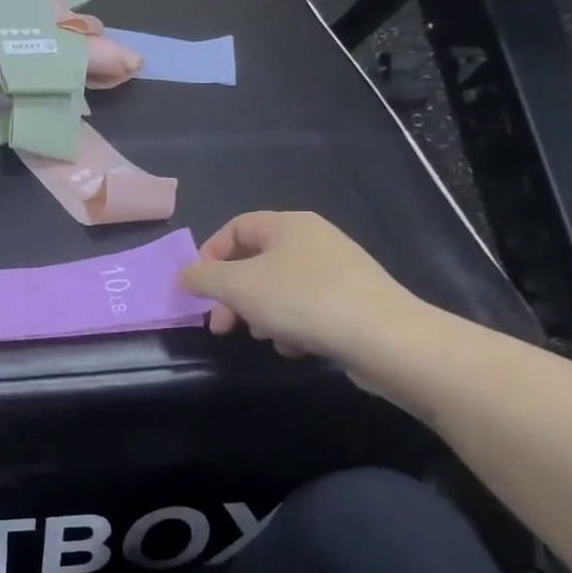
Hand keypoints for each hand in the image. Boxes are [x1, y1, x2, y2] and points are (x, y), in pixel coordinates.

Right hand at [180, 212, 436, 369]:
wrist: (387, 340)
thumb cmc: (303, 301)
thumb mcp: (238, 287)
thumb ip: (203, 277)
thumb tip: (184, 275)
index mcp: (288, 225)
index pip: (235, 228)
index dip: (210, 255)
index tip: (199, 288)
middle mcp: (314, 240)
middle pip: (255, 262)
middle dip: (232, 295)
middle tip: (220, 325)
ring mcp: (338, 271)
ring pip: (279, 288)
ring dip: (261, 313)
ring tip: (264, 337)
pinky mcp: (354, 301)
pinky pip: (307, 308)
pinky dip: (292, 326)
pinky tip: (295, 347)